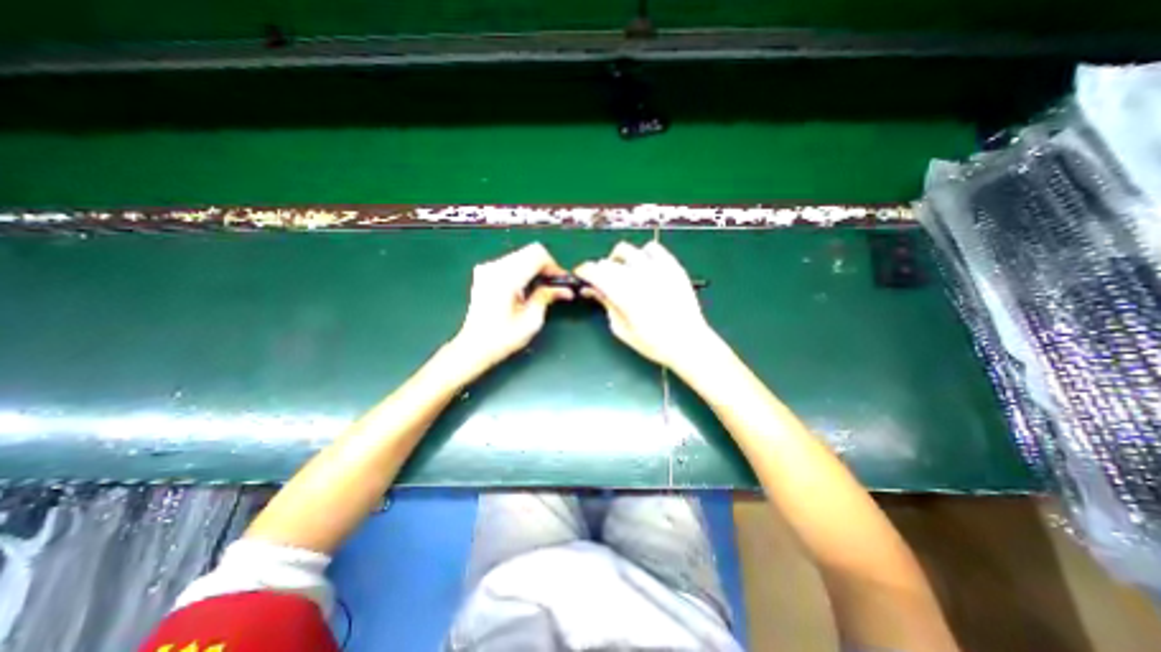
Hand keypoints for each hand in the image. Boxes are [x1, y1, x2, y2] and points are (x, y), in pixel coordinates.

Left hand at [449, 243, 569, 372]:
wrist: (473, 347)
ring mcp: (487, 268)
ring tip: (541, 288)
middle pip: (529, 251)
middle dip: (546, 266)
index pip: (537, 255)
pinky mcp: (484, 272)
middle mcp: (495, 267)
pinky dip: (523, 270)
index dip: (553, 265)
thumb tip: (564, 289)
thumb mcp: (531, 320)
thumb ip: (547, 297)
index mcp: (506, 278)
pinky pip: (511, 262)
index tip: (561, 282)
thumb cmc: (503, 338)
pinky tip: (525, 288)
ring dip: (535, 268)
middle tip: (554, 285)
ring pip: (521, 255)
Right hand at [574, 239, 716, 371]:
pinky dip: (642, 254)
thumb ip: (606, 305)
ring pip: (628, 250)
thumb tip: (592, 289)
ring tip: (622, 271)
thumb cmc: (652, 343)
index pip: (595, 272)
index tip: (581, 274)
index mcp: (624, 296)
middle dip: (599, 270)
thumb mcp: (622, 329)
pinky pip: (652, 248)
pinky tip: (643, 266)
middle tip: (602, 281)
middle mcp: (638, 277)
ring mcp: (657, 269)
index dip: (584, 271)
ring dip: (618, 259)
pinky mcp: (672, 266)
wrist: (688, 342)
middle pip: (608, 262)